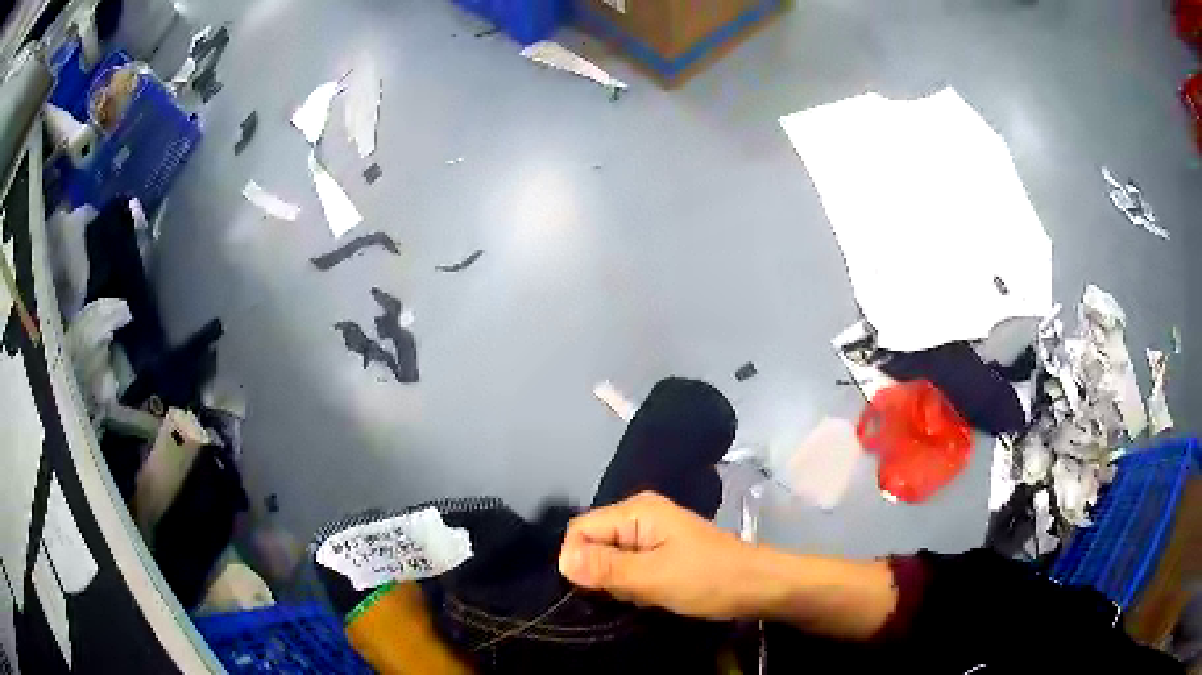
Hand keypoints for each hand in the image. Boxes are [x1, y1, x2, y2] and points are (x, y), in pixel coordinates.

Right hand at [558, 492, 758, 619]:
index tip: (596, 590)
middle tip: (625, 594)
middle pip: (593, 543)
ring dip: (617, 582)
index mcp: (636, 511)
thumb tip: (562, 561)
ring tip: (640, 596)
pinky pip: (627, 566)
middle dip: (599, 573)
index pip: (580, 529)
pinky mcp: (660, 551)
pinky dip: (631, 584)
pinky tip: (648, 596)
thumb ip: (607, 568)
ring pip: (609, 558)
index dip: (578, 560)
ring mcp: (651, 533)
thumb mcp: (654, 577)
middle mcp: (639, 515)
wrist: (758, 586)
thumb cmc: (709, 579)